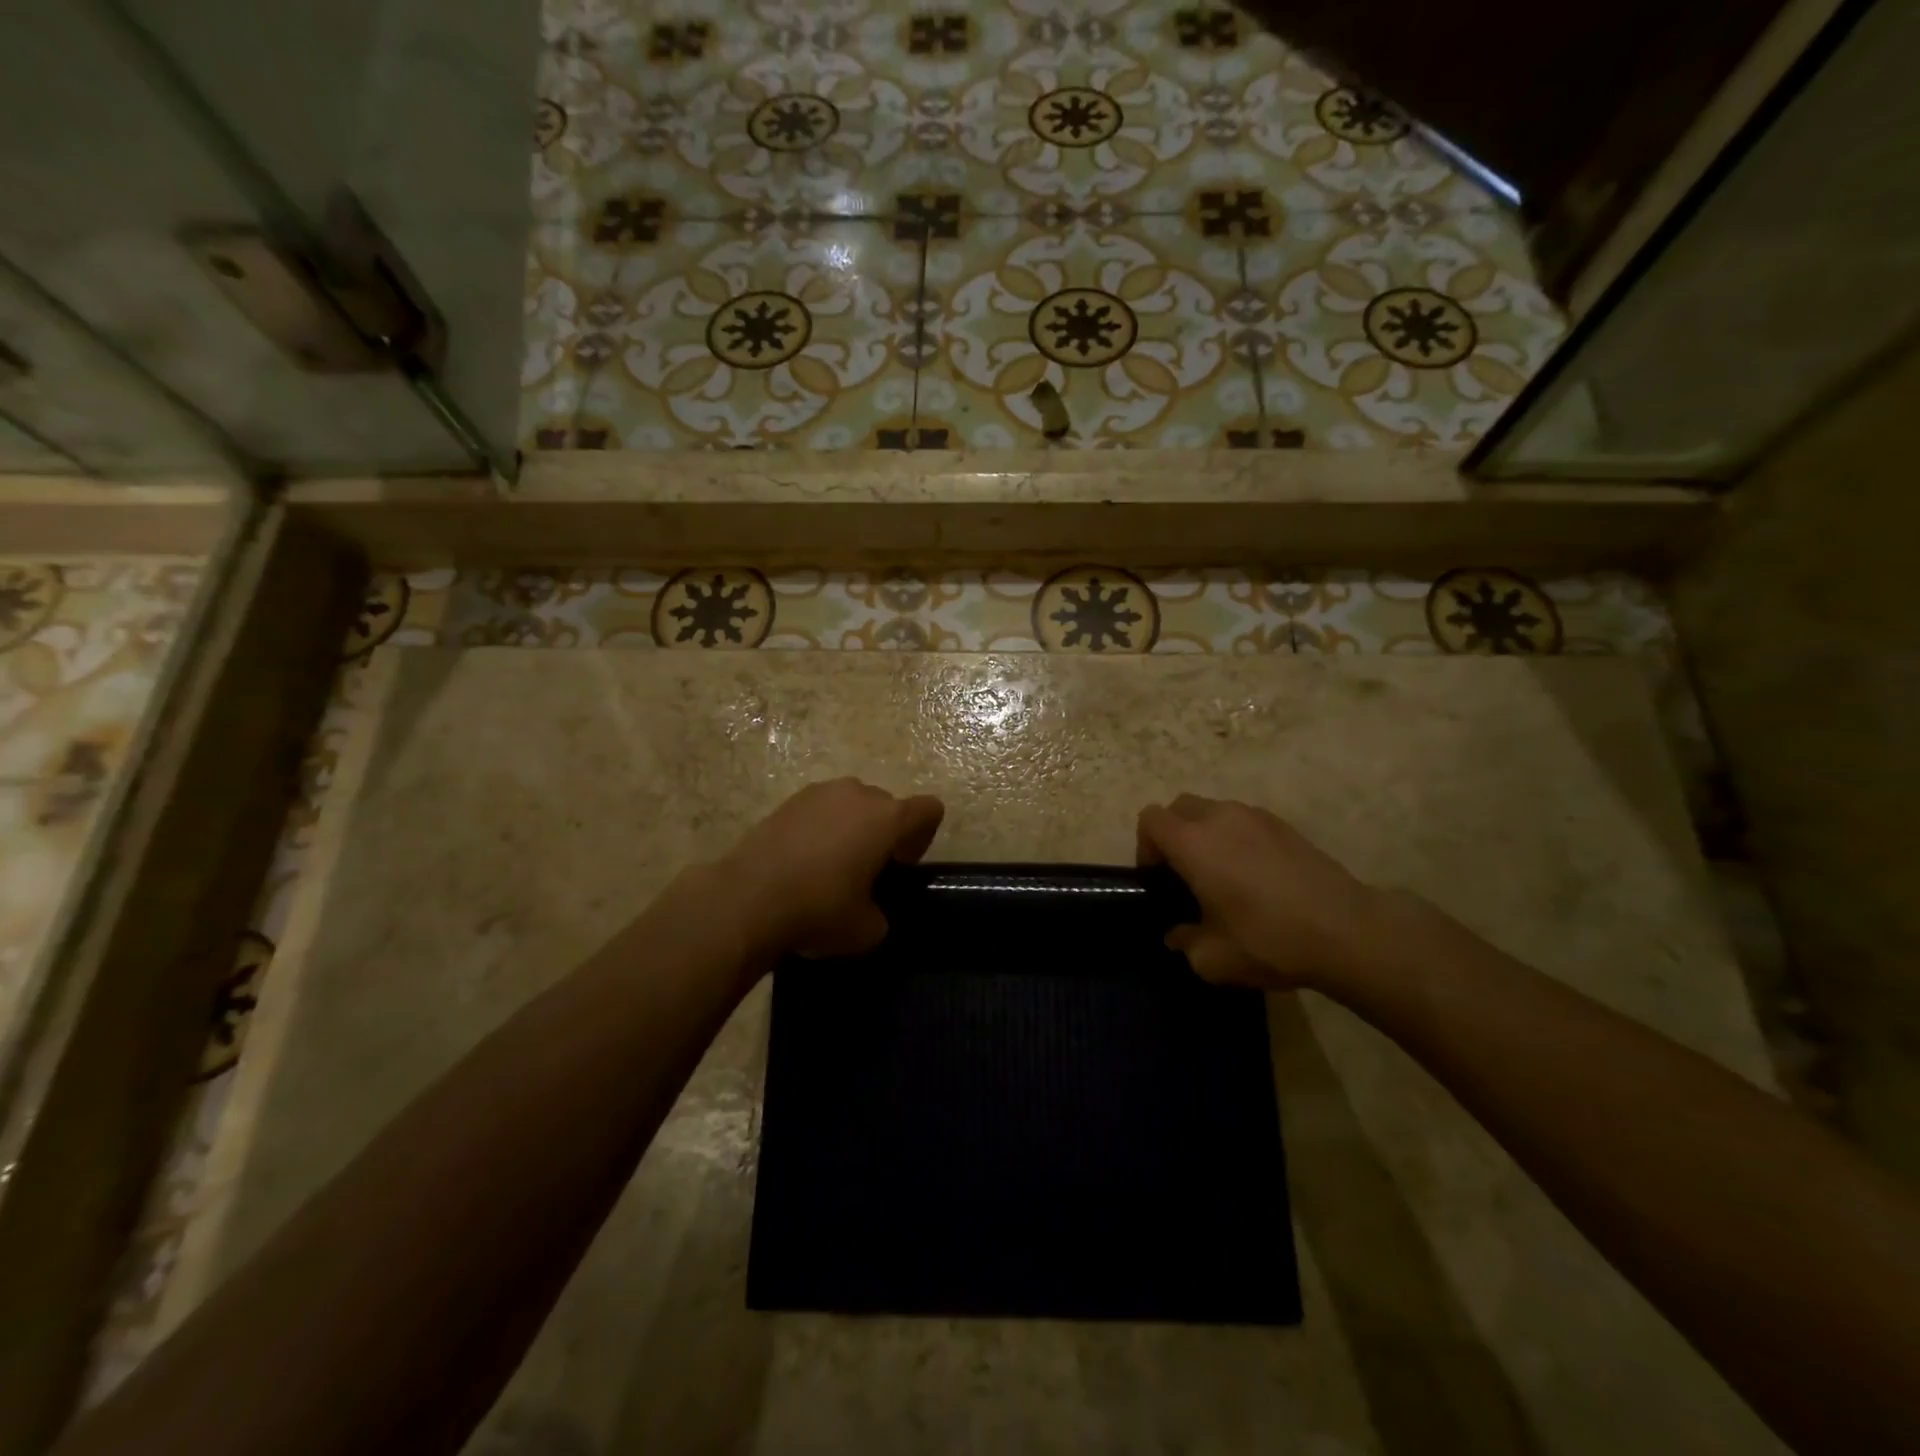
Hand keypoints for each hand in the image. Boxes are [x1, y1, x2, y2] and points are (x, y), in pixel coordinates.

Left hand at [718, 778, 944, 957]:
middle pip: (887, 805)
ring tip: (831, 865)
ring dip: (851, 828)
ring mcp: (819, 792)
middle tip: (867, 871)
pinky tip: (802, 861)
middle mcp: (858, 794)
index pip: (929, 809)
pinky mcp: (787, 801)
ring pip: (851, 804)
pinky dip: (820, 829)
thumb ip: (881, 914)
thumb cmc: (819, 909)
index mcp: (887, 818)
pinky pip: (819, 809)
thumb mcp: (866, 930)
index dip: (923, 837)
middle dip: (884, 833)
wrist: (747, 899)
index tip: (901, 866)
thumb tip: (870, 910)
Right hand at [1137, 794, 1386, 991]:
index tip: (1158, 879)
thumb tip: (1178, 935)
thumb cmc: (1268, 940)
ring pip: (1215, 811)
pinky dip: (1238, 839)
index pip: (1151, 819)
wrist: (1347, 932)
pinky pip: (1246, 822)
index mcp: (1194, 843)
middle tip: (1185, 874)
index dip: (1145, 846)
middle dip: (1174, 834)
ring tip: (1223, 876)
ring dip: (1208, 834)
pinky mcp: (1286, 827)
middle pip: (1180, 807)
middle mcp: (1221, 818)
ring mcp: (1257, 817)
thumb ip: (1185, 942)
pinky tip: (1257, 877)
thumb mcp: (1212, 958)